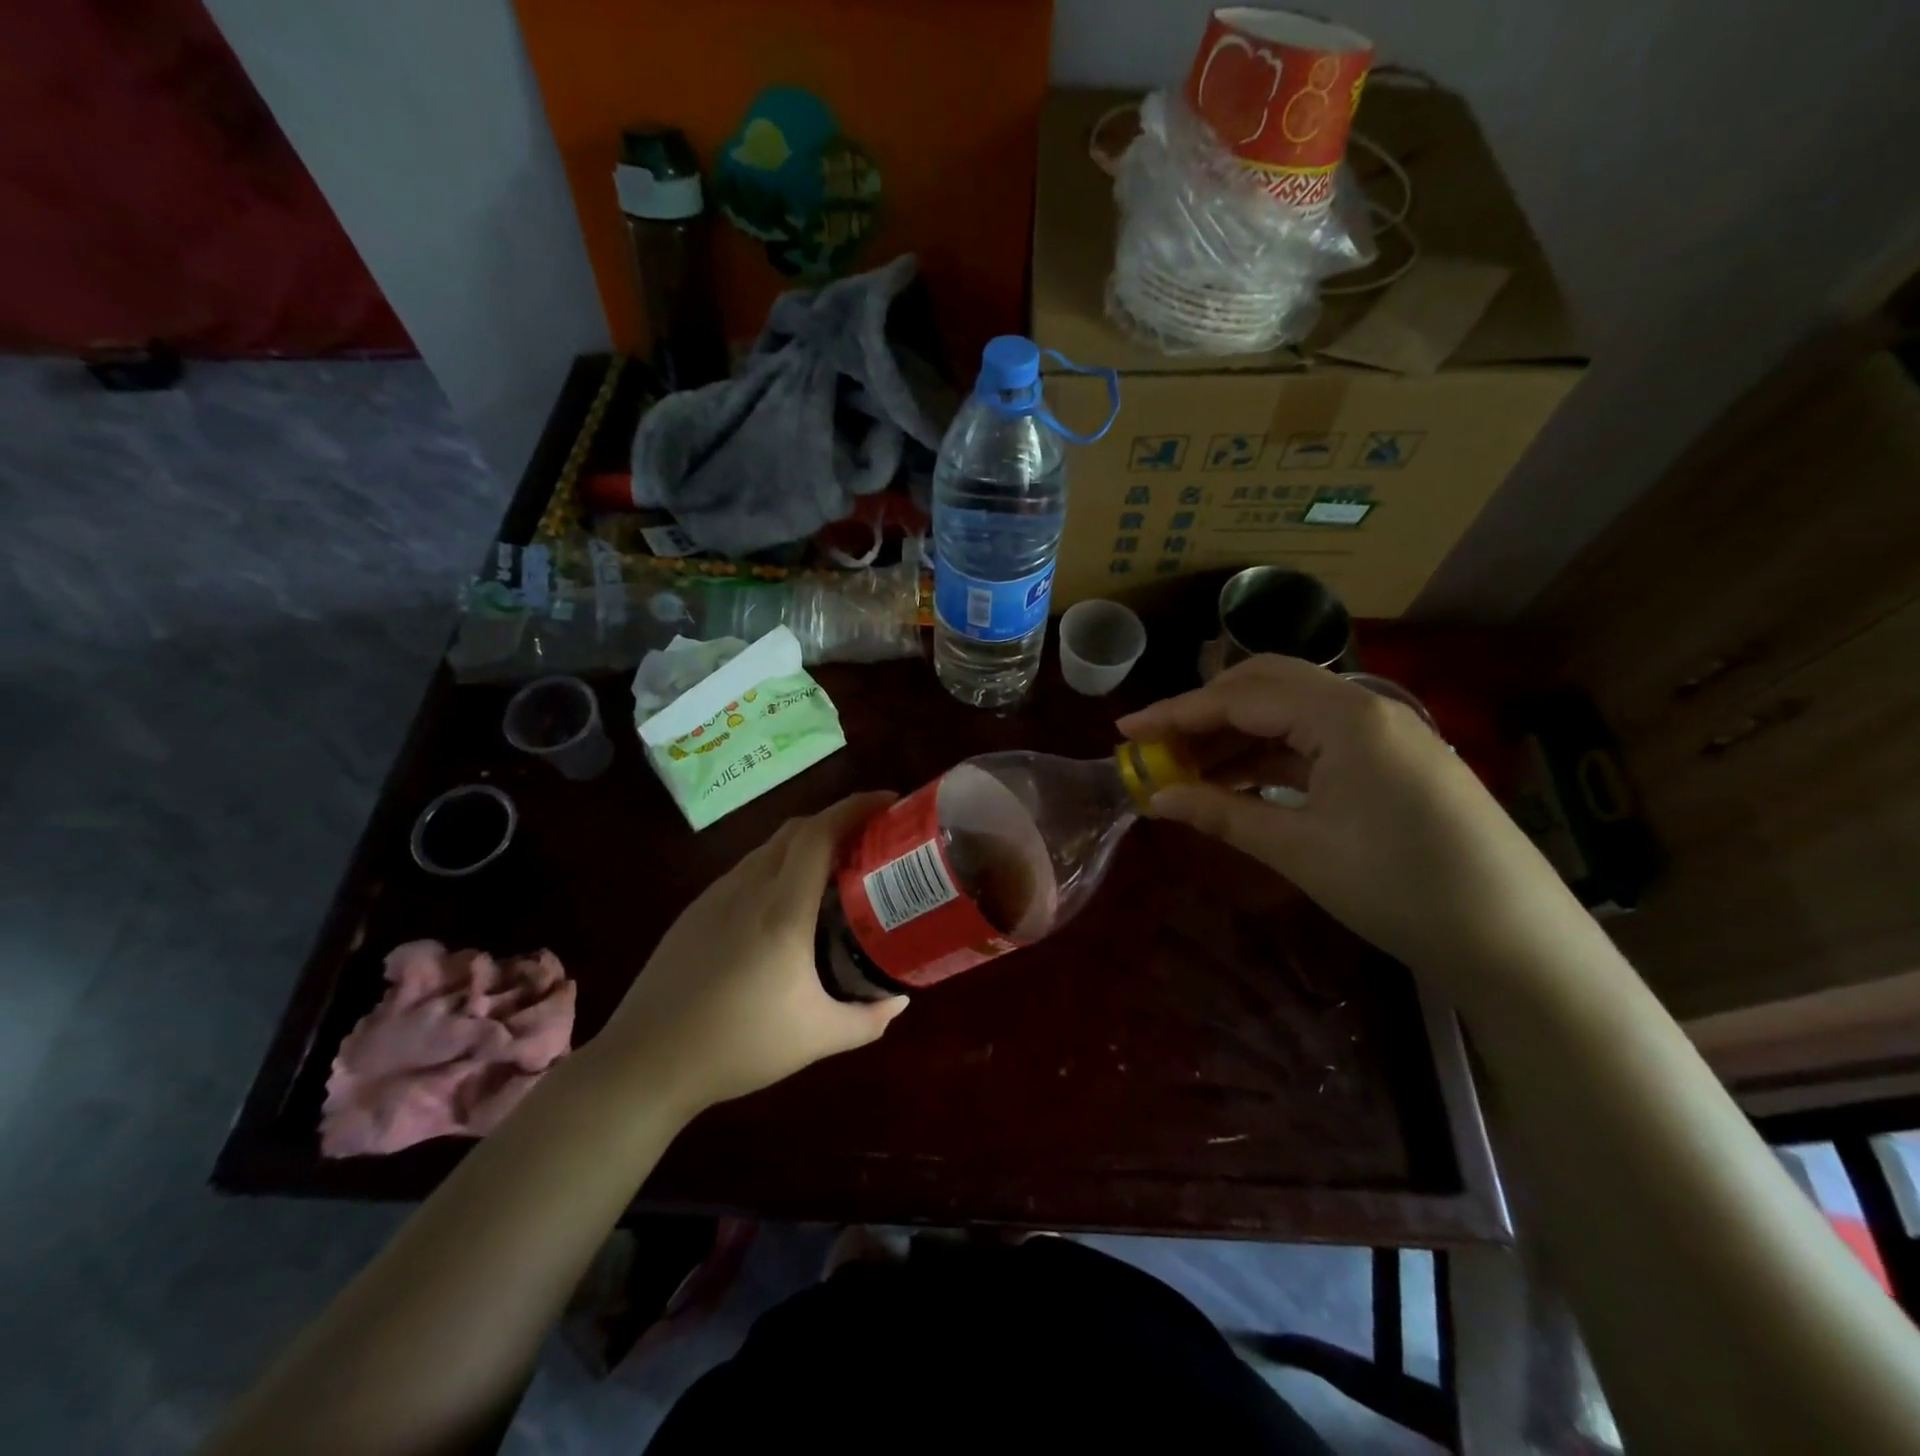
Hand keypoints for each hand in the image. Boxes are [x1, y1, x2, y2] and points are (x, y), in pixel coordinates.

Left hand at [595, 793, 907, 1115]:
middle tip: (872, 838)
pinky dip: (779, 865)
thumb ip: (869, 1019)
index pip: (821, 833)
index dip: (856, 807)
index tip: (889, 803)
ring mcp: (717, 895)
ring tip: (835, 869)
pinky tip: (786, 903)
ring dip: (807, 843)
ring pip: (770, 847)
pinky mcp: (696, 910)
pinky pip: (748, 869)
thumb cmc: (738, 1046)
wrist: (645, 1062)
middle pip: (798, 829)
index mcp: (783, 909)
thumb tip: (900, 1000)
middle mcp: (749, 887)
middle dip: (838, 820)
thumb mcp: (817, 1038)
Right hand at [1118, 656, 1596, 1001]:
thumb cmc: (1400, 889)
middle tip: (1156, 745)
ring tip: (1185, 769)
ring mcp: (1382, 732)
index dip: (1175, 713)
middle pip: (1264, 685)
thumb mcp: (1299, 849)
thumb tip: (1155, 798)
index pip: (1240, 697)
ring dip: (1234, 734)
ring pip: (1289, 712)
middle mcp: (1364, 706)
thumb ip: (1221, 813)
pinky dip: (1269, 755)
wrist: (1516, 942)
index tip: (1124, 731)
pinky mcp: (1391, 760)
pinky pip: (1314, 740)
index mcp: (1343, 716)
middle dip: (1203, 711)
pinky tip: (1238, 782)